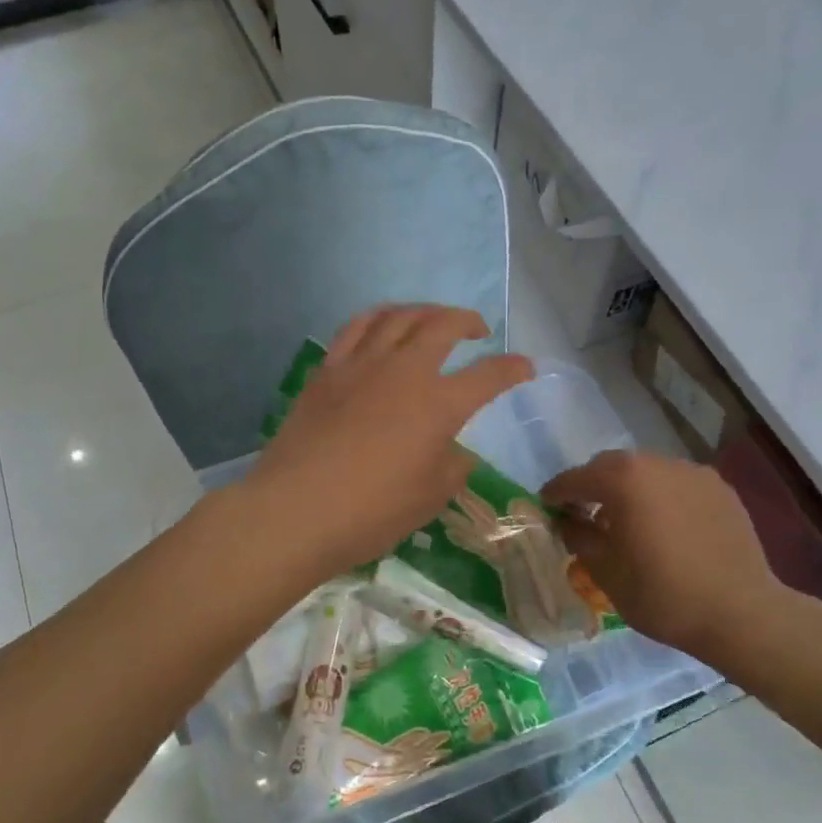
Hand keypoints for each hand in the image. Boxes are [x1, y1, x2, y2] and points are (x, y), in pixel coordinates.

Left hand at [245, 306, 532, 575]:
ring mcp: (361, 365)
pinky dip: (377, 317)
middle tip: (477, 330)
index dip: (512, 369)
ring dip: (423, 310)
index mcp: (438, 404)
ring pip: (397, 316)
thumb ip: (453, 466)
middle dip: (467, 320)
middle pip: (442, 325)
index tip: (525, 367)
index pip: (488, 375)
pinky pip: (355, 327)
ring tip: (432, 319)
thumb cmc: (371, 511)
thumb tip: (456, 449)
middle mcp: (403, 371)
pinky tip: (381, 325)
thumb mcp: (430, 497)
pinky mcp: (327, 370)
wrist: (295, 509)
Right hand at [543, 450, 819, 674]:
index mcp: (622, 480)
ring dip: (629, 490)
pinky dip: (662, 497)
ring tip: (628, 521)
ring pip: (646, 472)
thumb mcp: (605, 571)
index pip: (575, 478)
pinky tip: (666, 527)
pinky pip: (677, 484)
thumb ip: (579, 537)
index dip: (556, 492)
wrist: (742, 614)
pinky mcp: (719, 488)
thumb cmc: (663, 594)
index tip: (546, 505)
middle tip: (584, 514)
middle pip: (611, 467)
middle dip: (593, 486)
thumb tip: (568, 522)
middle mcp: (656, 463)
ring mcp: (692, 472)